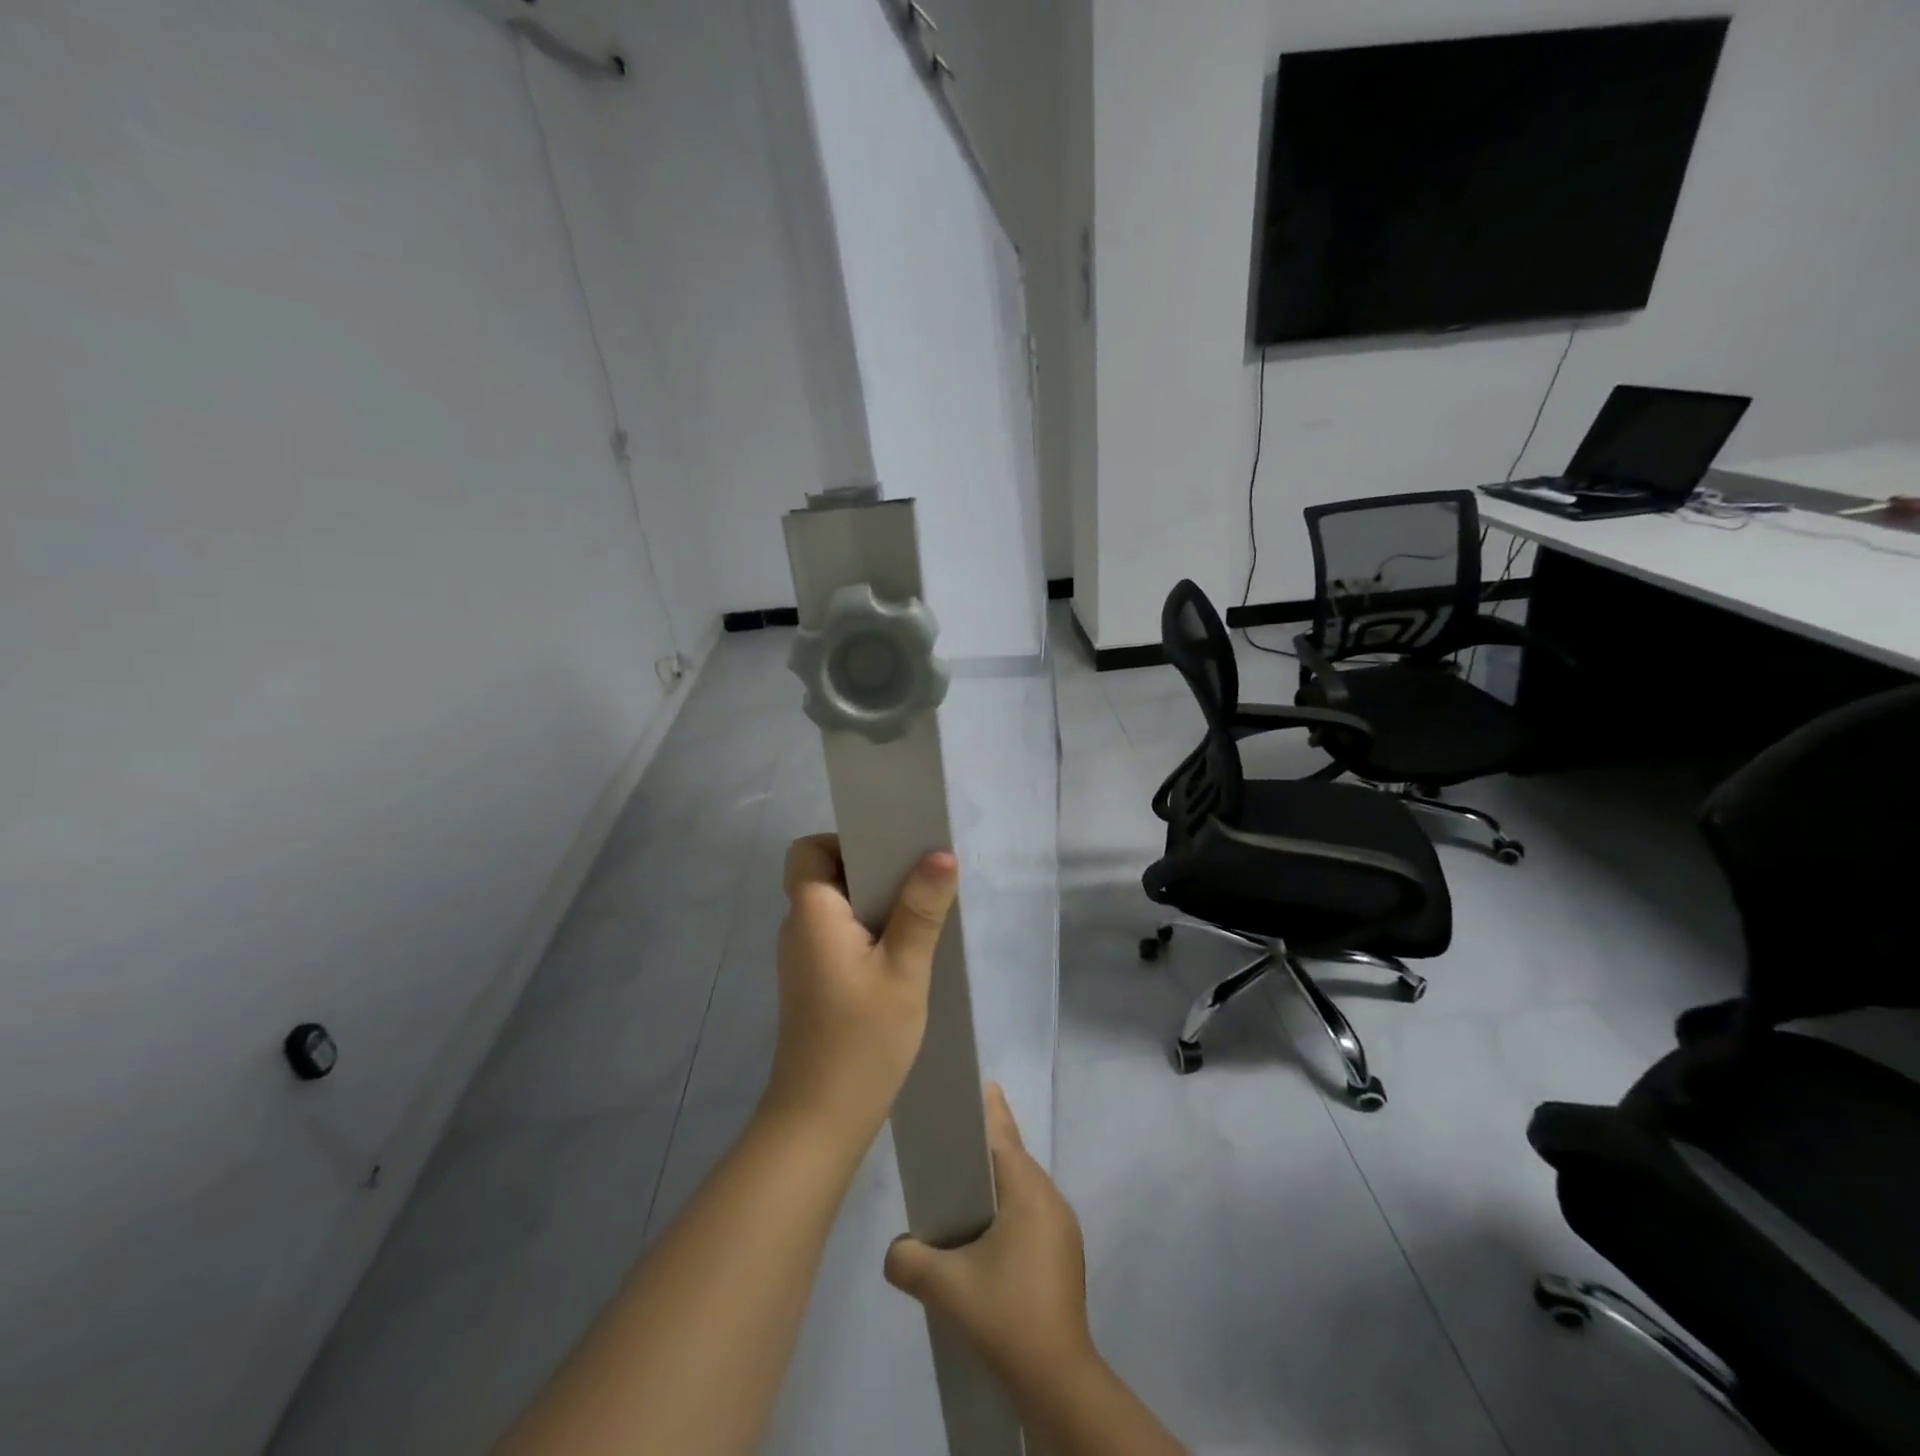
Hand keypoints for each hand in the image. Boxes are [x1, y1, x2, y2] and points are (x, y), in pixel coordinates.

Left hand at [761, 835, 959, 1142]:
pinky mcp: (816, 981)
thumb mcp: (904, 970)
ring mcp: (806, 957)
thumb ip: (921, 910)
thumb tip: (941, 853)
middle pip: (827, 874)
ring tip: (922, 913)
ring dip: (876, 903)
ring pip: (838, 906)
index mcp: (812, 913)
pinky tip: (906, 952)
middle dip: (873, 869)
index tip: (891, 855)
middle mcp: (800, 927)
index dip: (845, 842)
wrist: (821, 1120)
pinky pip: (842, 935)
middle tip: (920, 880)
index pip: (809, 850)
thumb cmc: (862, 1039)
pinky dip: (870, 931)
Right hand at [883, 1084, 1094, 1390]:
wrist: (1058, 1379)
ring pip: (1024, 1188)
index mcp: (1028, 1191)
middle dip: (988, 1145)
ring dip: (998, 1182)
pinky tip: (986, 1235)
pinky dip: (1009, 1209)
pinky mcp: (1064, 1255)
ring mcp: (1063, 1229)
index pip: (1004, 1136)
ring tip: (965, 1187)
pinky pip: (1032, 1213)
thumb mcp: (945, 1287)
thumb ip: (909, 1259)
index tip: (979, 1084)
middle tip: (956, 1137)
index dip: (989, 1110)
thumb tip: (895, 1250)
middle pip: (1014, 1158)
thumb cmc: (1006, 1314)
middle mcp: (1051, 1199)